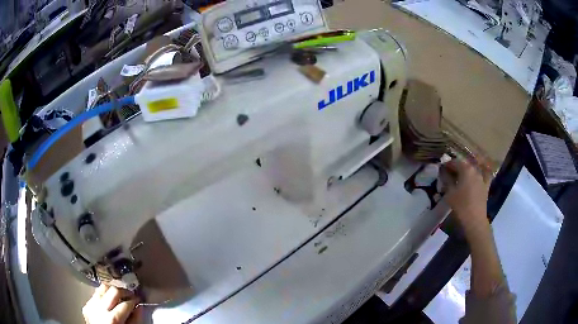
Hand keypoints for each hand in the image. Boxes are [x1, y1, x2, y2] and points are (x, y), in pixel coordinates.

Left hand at [83, 284, 141, 323]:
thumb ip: (134, 320)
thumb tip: (140, 308)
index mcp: (113, 319)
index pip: (126, 304)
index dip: (134, 300)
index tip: (138, 299)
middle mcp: (100, 309)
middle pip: (113, 291)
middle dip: (124, 291)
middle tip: (131, 294)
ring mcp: (91, 306)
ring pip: (103, 288)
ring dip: (113, 290)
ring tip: (120, 295)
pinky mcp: (86, 305)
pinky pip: (96, 294)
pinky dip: (103, 295)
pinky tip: (108, 300)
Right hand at [442, 158, 490, 230]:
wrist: (475, 219)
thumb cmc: (461, 205)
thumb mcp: (449, 193)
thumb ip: (447, 180)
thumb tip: (443, 172)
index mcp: (465, 169)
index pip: (454, 162)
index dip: (447, 164)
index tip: (441, 169)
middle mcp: (474, 170)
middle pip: (464, 165)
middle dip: (456, 168)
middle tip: (448, 174)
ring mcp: (481, 177)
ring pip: (472, 170)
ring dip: (465, 172)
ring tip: (459, 178)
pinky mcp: (485, 186)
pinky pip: (482, 176)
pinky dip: (478, 175)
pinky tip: (475, 177)